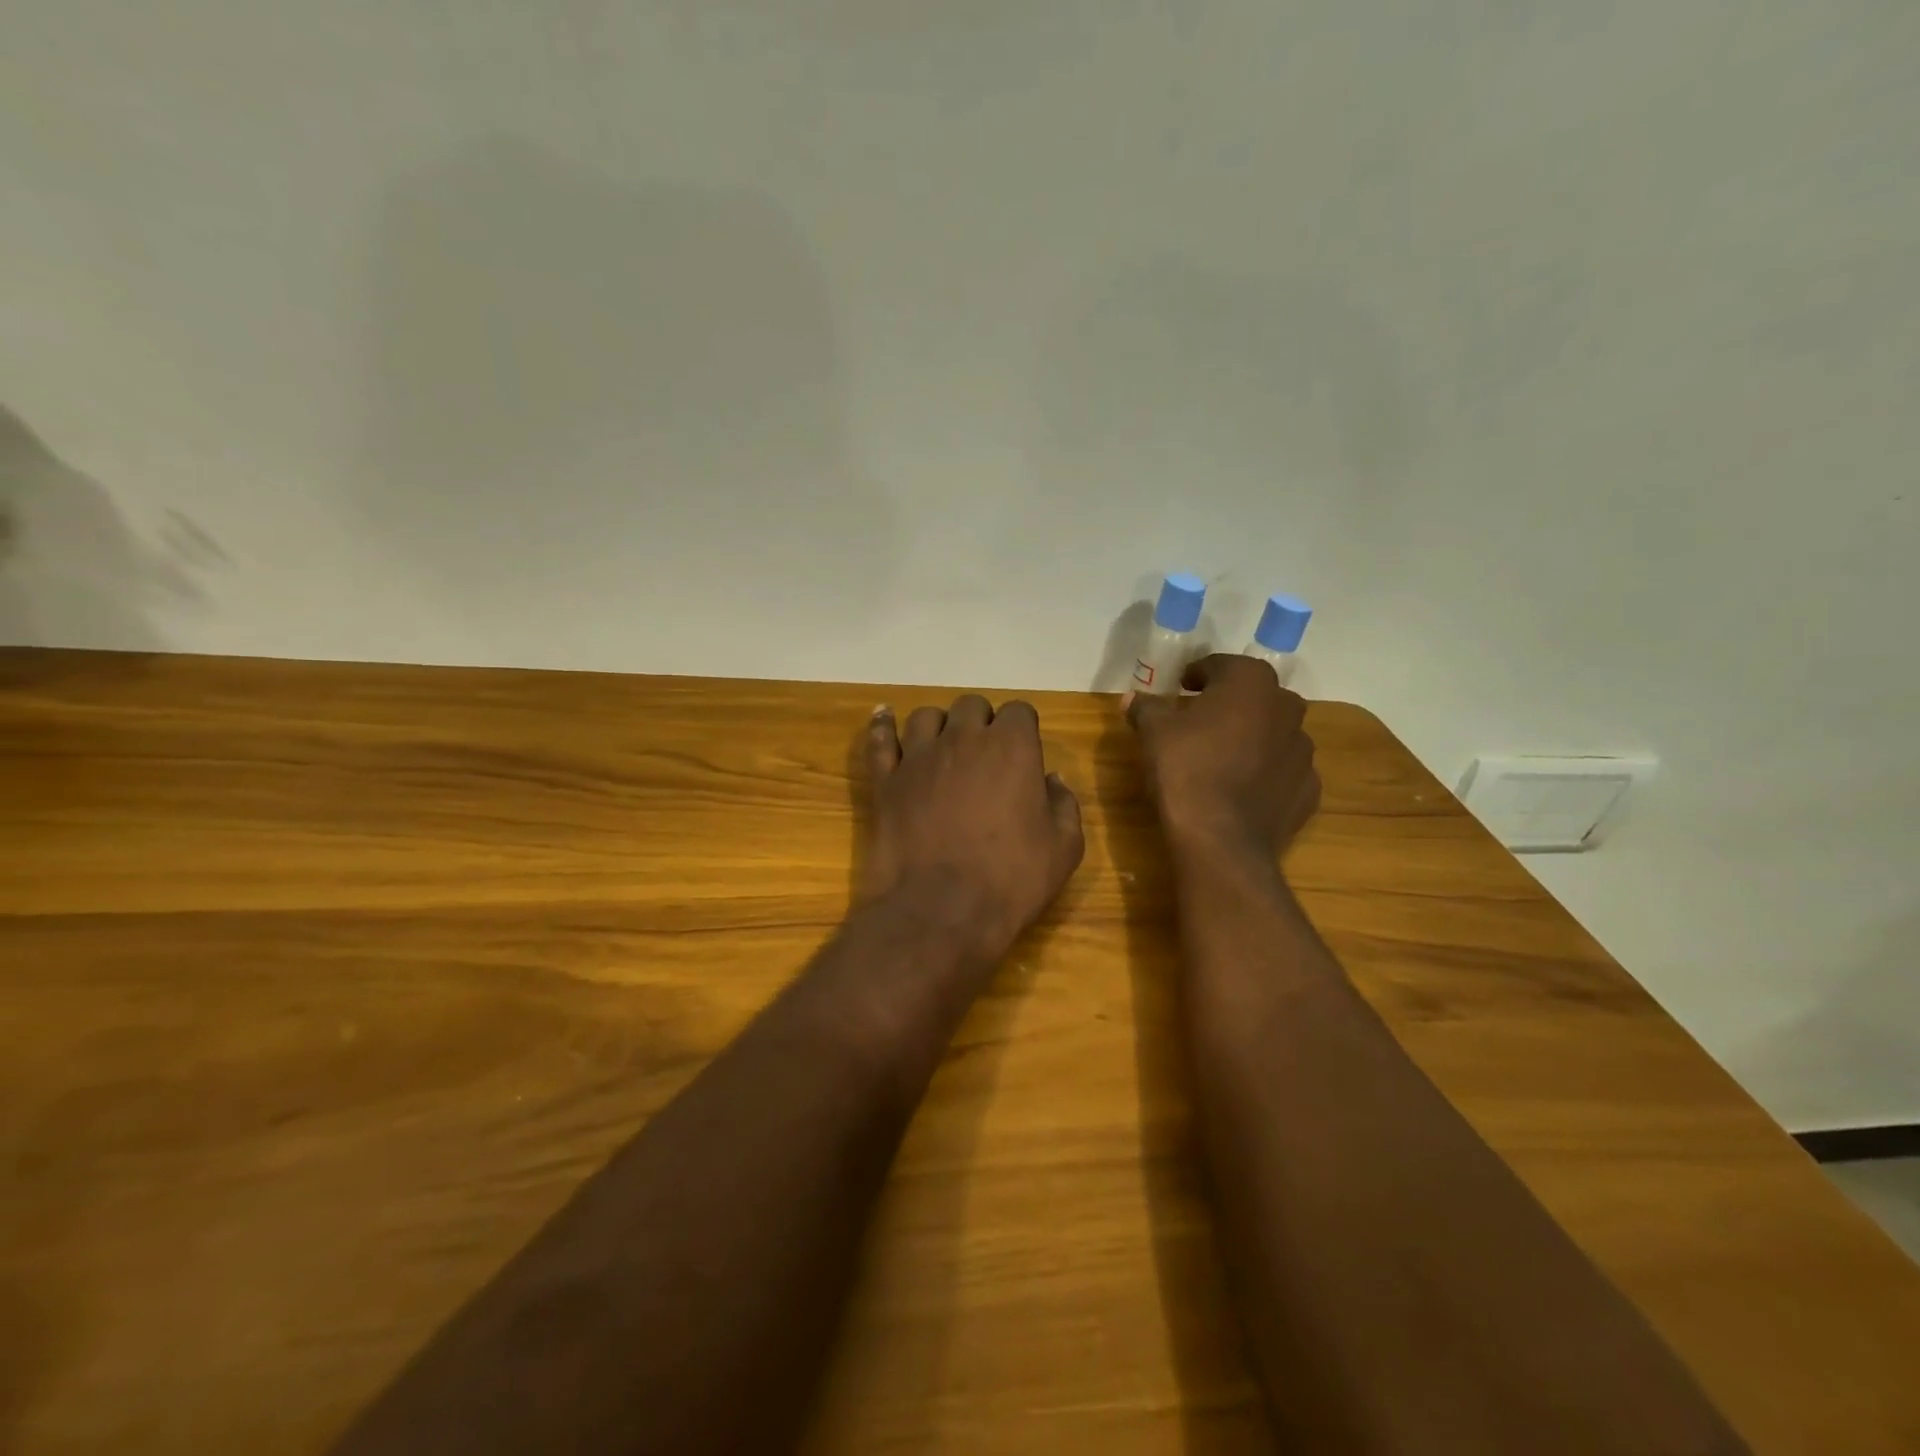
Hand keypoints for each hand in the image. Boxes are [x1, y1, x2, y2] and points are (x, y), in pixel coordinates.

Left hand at [860, 695, 1084, 954]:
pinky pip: (881, 739)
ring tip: (944, 749)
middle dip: (982, 723)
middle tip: (986, 756)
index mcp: (1011, 747)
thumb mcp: (1063, 848)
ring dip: (940, 726)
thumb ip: (1063, 804)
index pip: (1019, 711)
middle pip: (971, 706)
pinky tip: (885, 718)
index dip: (1023, 729)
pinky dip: (883, 726)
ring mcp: (919, 756)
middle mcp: (963, 738)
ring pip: (927, 716)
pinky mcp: (885, 780)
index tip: (1024, 753)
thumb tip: (1053, 780)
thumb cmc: (1011, 879)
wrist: (941, 910)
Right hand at [1124, 655, 1320, 859]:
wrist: (1220, 840)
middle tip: (1201, 720)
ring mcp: (1303, 752)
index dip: (1198, 674)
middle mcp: (1286, 708)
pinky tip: (1242, 788)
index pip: (1222, 665)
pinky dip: (1266, 773)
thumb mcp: (1153, 732)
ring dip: (1252, 737)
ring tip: (1222, 756)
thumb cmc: (1185, 769)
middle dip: (1231, 703)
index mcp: (1251, 683)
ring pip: (1275, 733)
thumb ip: (1146, 707)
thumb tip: (1133, 697)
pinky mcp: (1308, 790)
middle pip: (1255, 696)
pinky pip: (1283, 771)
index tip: (1181, 687)